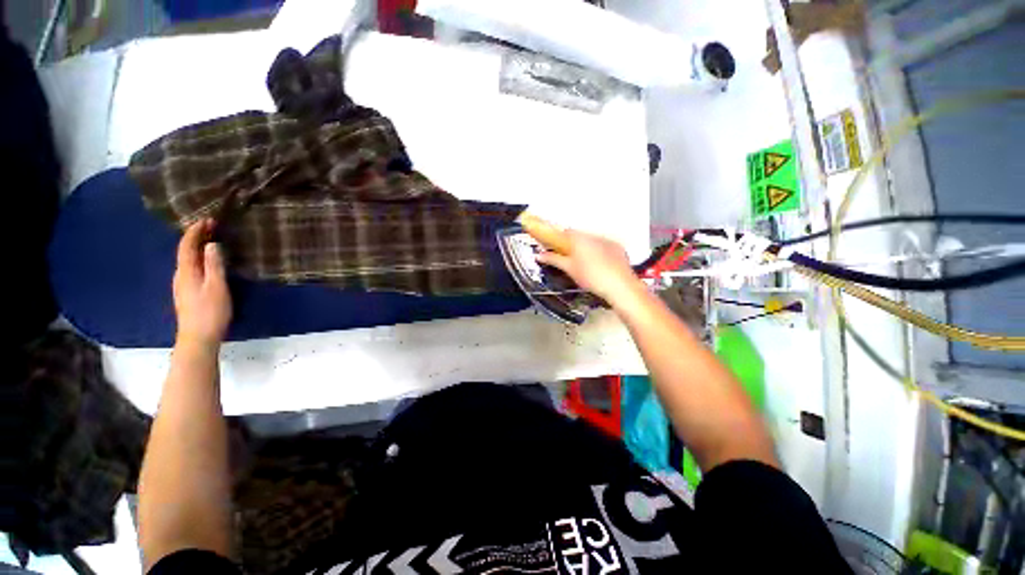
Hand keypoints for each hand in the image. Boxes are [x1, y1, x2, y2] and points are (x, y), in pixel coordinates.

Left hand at [173, 220, 231, 348]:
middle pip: (185, 251)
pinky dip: (198, 259)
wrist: (198, 338)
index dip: (195, 231)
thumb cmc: (210, 311)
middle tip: (212, 227)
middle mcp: (180, 275)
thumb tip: (211, 244)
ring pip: (187, 260)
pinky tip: (207, 262)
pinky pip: (191, 269)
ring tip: (211, 241)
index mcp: (186, 272)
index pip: (187, 246)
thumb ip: (214, 265)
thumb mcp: (217, 287)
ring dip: (197, 248)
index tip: (207, 219)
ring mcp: (182, 285)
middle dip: (196, 237)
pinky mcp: (187, 293)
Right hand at [536, 229, 639, 302]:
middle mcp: (593, 236)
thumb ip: (553, 259)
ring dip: (586, 248)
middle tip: (569, 260)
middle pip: (579, 236)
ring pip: (592, 241)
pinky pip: (604, 246)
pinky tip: (599, 266)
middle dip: (572, 245)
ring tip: (585, 265)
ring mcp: (607, 241)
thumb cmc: (592, 277)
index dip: (559, 240)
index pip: (565, 232)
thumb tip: (539, 255)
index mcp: (579, 238)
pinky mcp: (618, 248)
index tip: (555, 248)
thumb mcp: (569, 269)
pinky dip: (599, 252)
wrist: (619, 286)